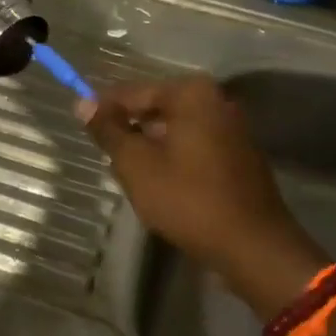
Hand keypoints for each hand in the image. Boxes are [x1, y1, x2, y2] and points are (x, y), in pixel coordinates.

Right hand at [80, 75, 325, 315]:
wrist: (252, 244)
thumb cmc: (188, 199)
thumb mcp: (137, 165)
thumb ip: (109, 131)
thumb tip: (83, 103)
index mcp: (192, 93)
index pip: (134, 92)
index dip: (105, 109)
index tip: (82, 124)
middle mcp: (217, 100)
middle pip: (157, 108)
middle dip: (131, 130)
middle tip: (107, 156)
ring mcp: (233, 128)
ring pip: (176, 130)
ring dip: (151, 148)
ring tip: (130, 175)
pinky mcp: (240, 155)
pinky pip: (196, 147)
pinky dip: (175, 159)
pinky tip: (161, 186)